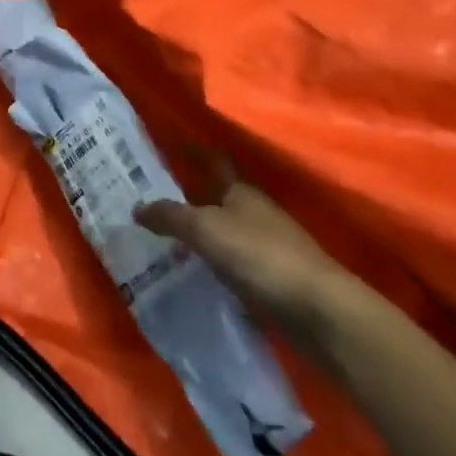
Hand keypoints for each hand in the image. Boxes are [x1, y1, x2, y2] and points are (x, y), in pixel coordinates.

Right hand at [135, 160, 364, 348]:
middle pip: (218, 199)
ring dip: (201, 236)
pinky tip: (196, 277)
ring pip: (225, 233)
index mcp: (241, 191)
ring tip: (165, 244)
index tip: (171, 144)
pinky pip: (234, 264)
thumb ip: (170, 217)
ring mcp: (268, 246)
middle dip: (189, 199)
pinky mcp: (274, 279)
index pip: (214, 162)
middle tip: (152, 203)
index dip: (194, 152)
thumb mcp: (206, 230)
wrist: (318, 310)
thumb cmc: (260, 255)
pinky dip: (215, 266)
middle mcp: (255, 212)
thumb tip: (137, 207)